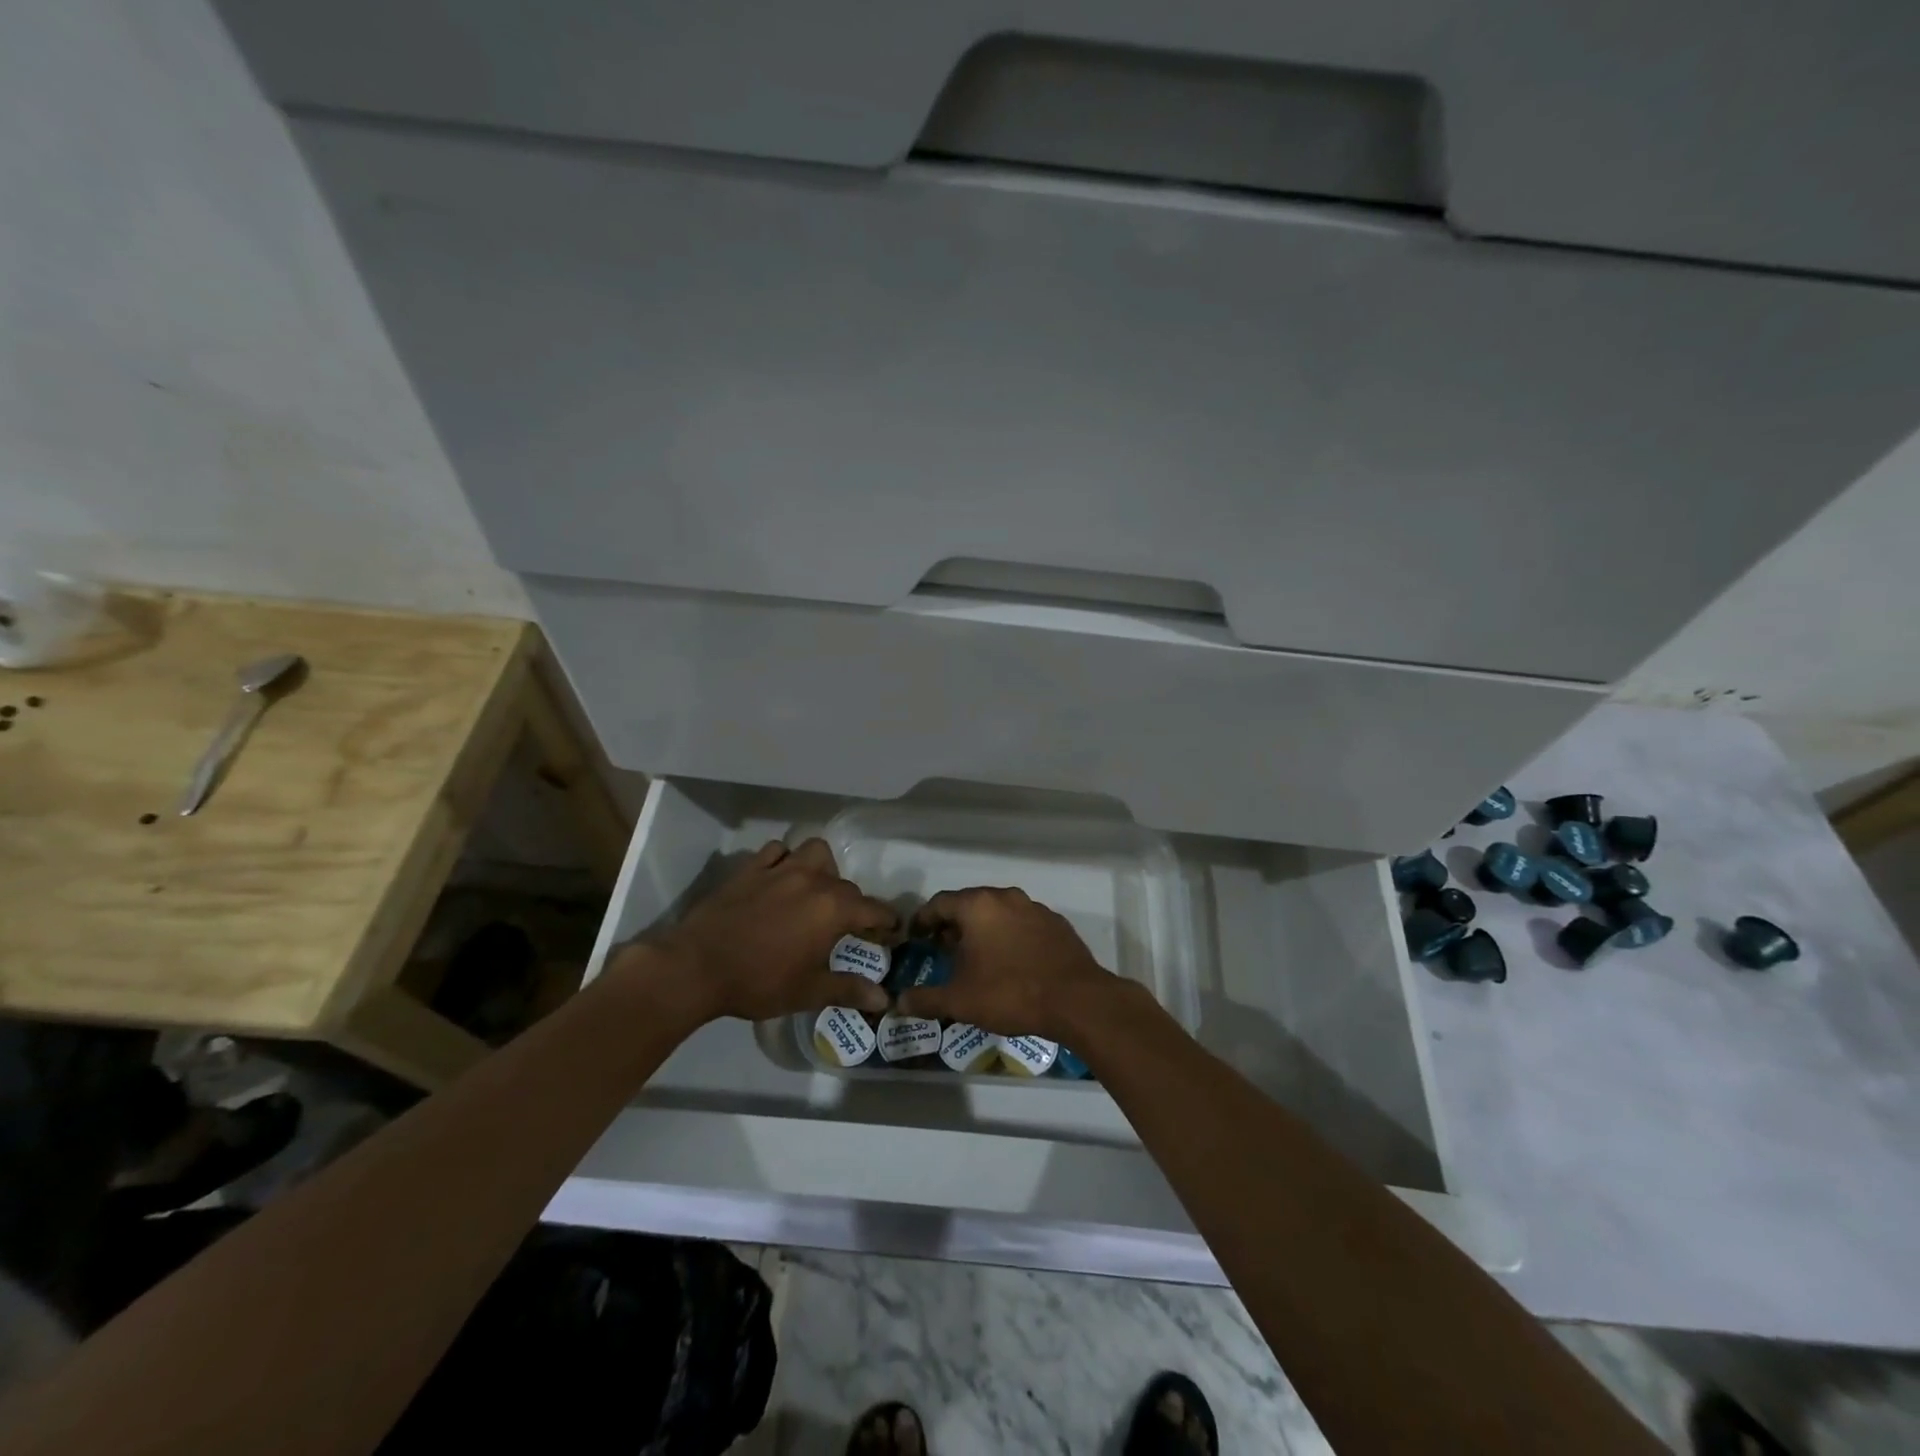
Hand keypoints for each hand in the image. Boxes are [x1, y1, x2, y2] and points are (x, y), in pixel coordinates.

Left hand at [616, 839, 897, 1023]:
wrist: (696, 966)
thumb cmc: (758, 982)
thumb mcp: (807, 992)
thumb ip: (848, 989)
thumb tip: (883, 999)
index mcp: (832, 909)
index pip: (873, 909)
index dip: (886, 922)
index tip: (892, 932)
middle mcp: (812, 880)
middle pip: (846, 884)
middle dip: (853, 904)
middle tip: (847, 927)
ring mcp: (780, 869)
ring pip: (814, 852)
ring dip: (822, 868)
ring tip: (815, 891)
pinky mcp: (751, 868)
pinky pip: (777, 851)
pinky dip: (784, 860)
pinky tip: (779, 879)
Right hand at [895, 887, 1117, 1039]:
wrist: (1077, 1000)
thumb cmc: (1010, 993)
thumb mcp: (960, 1001)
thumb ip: (926, 999)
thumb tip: (899, 1002)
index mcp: (978, 906)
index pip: (939, 903)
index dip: (923, 920)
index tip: (916, 936)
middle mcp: (1005, 897)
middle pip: (969, 904)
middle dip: (953, 924)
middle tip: (943, 948)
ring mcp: (1034, 908)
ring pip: (998, 912)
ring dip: (982, 929)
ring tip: (975, 956)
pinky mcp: (1056, 923)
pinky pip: (1022, 923)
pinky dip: (1009, 936)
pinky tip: (1009, 961)